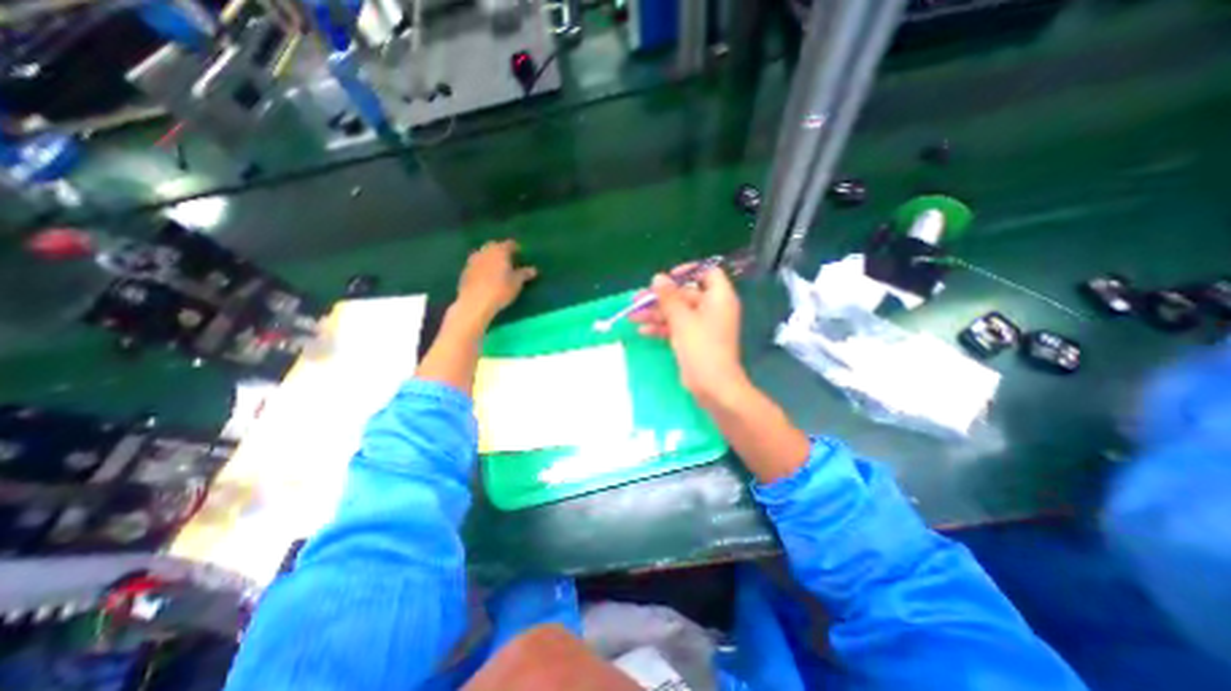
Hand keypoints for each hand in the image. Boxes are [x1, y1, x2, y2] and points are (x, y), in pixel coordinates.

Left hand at [454, 238, 536, 324]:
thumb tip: (534, 270)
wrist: (475, 302)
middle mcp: (485, 251)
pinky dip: (482, 267)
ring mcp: (473, 260)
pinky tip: (486, 277)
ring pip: (483, 254)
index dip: (516, 248)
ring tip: (497, 268)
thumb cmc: (500, 289)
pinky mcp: (465, 271)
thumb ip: (524, 274)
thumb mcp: (517, 282)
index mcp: (499, 251)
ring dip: (490, 258)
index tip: (521, 254)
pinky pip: (476, 265)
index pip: (510, 244)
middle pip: (494, 246)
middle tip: (508, 260)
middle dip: (501, 251)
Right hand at [628, 264, 744, 404]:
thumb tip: (658, 277)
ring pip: (677, 313)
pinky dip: (662, 328)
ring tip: (632, 316)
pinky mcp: (695, 341)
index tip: (667, 277)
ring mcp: (703, 326)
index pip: (707, 273)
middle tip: (637, 299)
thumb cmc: (701, 347)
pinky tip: (643, 330)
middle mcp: (713, 308)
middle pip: (685, 294)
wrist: (713, 386)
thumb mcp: (682, 319)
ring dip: (655, 314)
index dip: (688, 271)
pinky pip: (677, 328)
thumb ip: (669, 297)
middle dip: (660, 298)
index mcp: (719, 297)